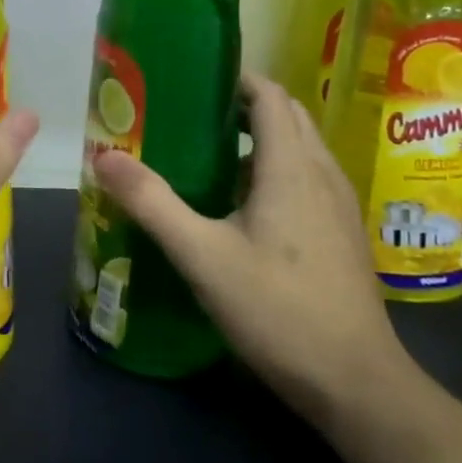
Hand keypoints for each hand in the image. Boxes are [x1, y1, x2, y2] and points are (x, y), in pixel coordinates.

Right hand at [92, 74, 412, 425]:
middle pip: (287, 115)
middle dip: (243, 103)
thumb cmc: (278, 311)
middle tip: (190, 113)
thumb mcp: (202, 256)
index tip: (192, 78)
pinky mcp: (342, 234)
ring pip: (300, 148)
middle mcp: (322, 174)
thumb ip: (152, 202)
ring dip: (260, 136)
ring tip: (208, 152)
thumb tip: (104, 155)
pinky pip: (307, 177)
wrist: (357, 384)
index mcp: (291, 167)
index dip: (236, 78)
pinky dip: (274, 168)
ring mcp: (339, 205)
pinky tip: (241, 203)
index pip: (270, 96)